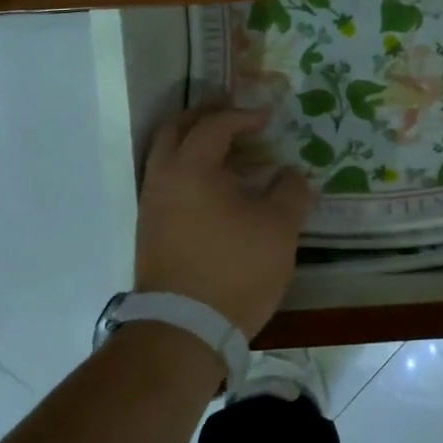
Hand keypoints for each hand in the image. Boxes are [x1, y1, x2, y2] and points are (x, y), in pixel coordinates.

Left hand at [134, 105, 312, 336]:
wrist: (184, 330)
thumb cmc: (236, 269)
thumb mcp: (279, 227)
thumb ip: (290, 191)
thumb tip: (291, 174)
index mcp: (191, 169)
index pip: (214, 126)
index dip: (243, 116)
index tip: (268, 117)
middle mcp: (163, 179)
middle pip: (174, 130)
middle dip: (203, 116)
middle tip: (231, 113)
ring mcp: (151, 207)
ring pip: (165, 158)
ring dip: (192, 144)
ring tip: (227, 150)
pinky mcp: (150, 233)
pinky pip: (167, 183)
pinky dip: (188, 171)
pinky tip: (215, 189)